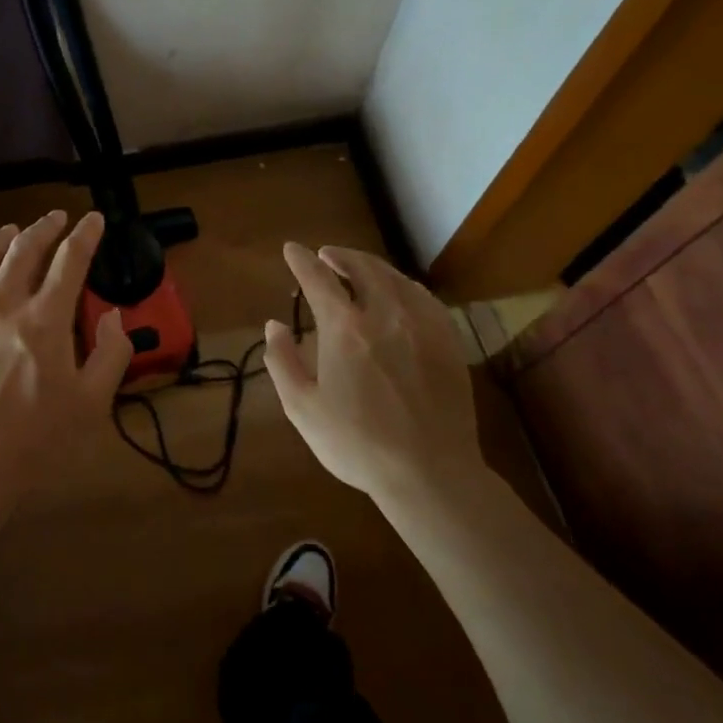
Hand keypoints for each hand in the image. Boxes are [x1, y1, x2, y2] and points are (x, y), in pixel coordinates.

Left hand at [0, 210, 131, 494]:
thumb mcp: (92, 404)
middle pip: (24, 249)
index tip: (94, 220)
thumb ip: (111, 354)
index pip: (70, 260)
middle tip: (56, 218)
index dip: (86, 235)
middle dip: (44, 227)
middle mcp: (1, 302)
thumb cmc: (34, 441)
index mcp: (45, 318)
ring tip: (10, 232)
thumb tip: (113, 316)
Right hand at [263, 242, 479, 500]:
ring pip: (395, 279)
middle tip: (326, 254)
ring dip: (372, 266)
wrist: (429, 472)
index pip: (318, 280)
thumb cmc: (356, 444)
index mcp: (345, 330)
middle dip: (340, 256)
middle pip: (362, 268)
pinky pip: (424, 298)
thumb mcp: (303, 408)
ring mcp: (422, 325)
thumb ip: (282, 361)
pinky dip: (404, 285)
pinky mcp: (448, 341)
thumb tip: (274, 325)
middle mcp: (385, 315)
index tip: (291, 249)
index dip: (301, 261)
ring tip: (358, 267)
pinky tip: (400, 292)